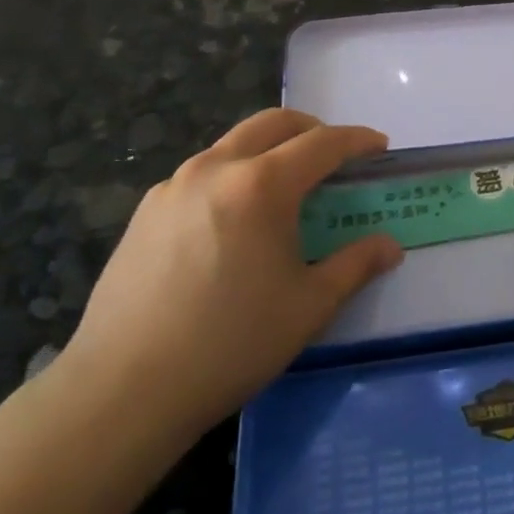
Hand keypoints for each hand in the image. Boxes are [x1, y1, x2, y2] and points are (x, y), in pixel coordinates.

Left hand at [55, 109, 403, 445]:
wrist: (124, 389)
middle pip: (273, 123)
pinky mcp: (145, 212)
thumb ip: (356, 265)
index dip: (357, 141)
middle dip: (312, 129)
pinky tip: (236, 221)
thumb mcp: (310, 306)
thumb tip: (390, 247)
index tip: (380, 147)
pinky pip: (202, 174)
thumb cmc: (231, 343)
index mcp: (261, 185)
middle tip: (335, 157)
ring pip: (233, 144)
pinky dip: (234, 176)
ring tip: (287, 189)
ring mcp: (172, 187)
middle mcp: (214, 169)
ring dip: (270, 150)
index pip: (322, 143)